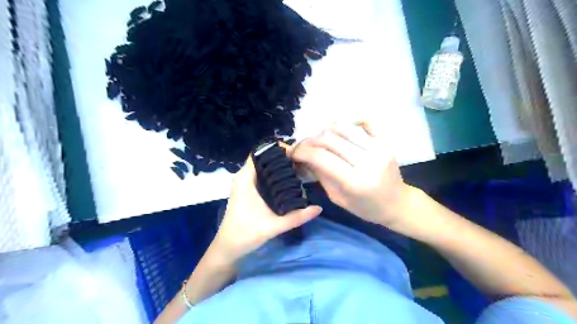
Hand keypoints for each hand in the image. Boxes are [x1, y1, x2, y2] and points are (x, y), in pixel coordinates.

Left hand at [211, 155, 322, 263]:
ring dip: (278, 166)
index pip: (259, 153)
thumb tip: (319, 208)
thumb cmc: (246, 234)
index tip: (296, 152)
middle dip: (281, 157)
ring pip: (263, 167)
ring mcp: (245, 184)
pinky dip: (273, 174)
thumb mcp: (274, 226)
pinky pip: (261, 175)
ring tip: (298, 167)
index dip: (276, 149)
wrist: (227, 248)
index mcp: (246, 180)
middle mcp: (244, 178)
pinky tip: (287, 180)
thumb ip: (297, 217)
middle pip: (263, 159)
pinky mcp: (247, 191)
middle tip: (301, 161)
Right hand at [292, 123, 417, 231]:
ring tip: (320, 140)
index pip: (321, 157)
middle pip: (330, 139)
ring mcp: (379, 147)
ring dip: (325, 131)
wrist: (397, 203)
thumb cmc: (365, 207)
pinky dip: (350, 120)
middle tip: (303, 147)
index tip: (293, 153)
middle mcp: (368, 160)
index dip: (302, 152)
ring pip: (343, 127)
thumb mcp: (337, 198)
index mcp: (355, 181)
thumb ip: (320, 175)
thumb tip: (303, 157)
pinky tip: (341, 131)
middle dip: (310, 141)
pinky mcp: (386, 140)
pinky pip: (365, 120)